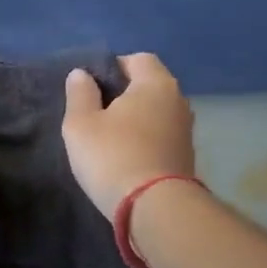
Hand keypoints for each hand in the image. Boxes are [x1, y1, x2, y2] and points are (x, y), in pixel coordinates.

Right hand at [62, 52, 195, 215]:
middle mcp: (178, 100)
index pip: (138, 59)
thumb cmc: (113, 157)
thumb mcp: (81, 124)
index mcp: (156, 83)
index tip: (91, 88)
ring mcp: (186, 130)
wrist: (154, 208)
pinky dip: (146, 139)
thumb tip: (82, 74)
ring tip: (109, 137)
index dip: (113, 67)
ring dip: (136, 119)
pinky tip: (127, 157)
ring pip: (156, 112)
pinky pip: (162, 136)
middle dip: (125, 94)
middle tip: (96, 113)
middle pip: (149, 85)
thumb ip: (80, 94)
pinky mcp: (186, 156)